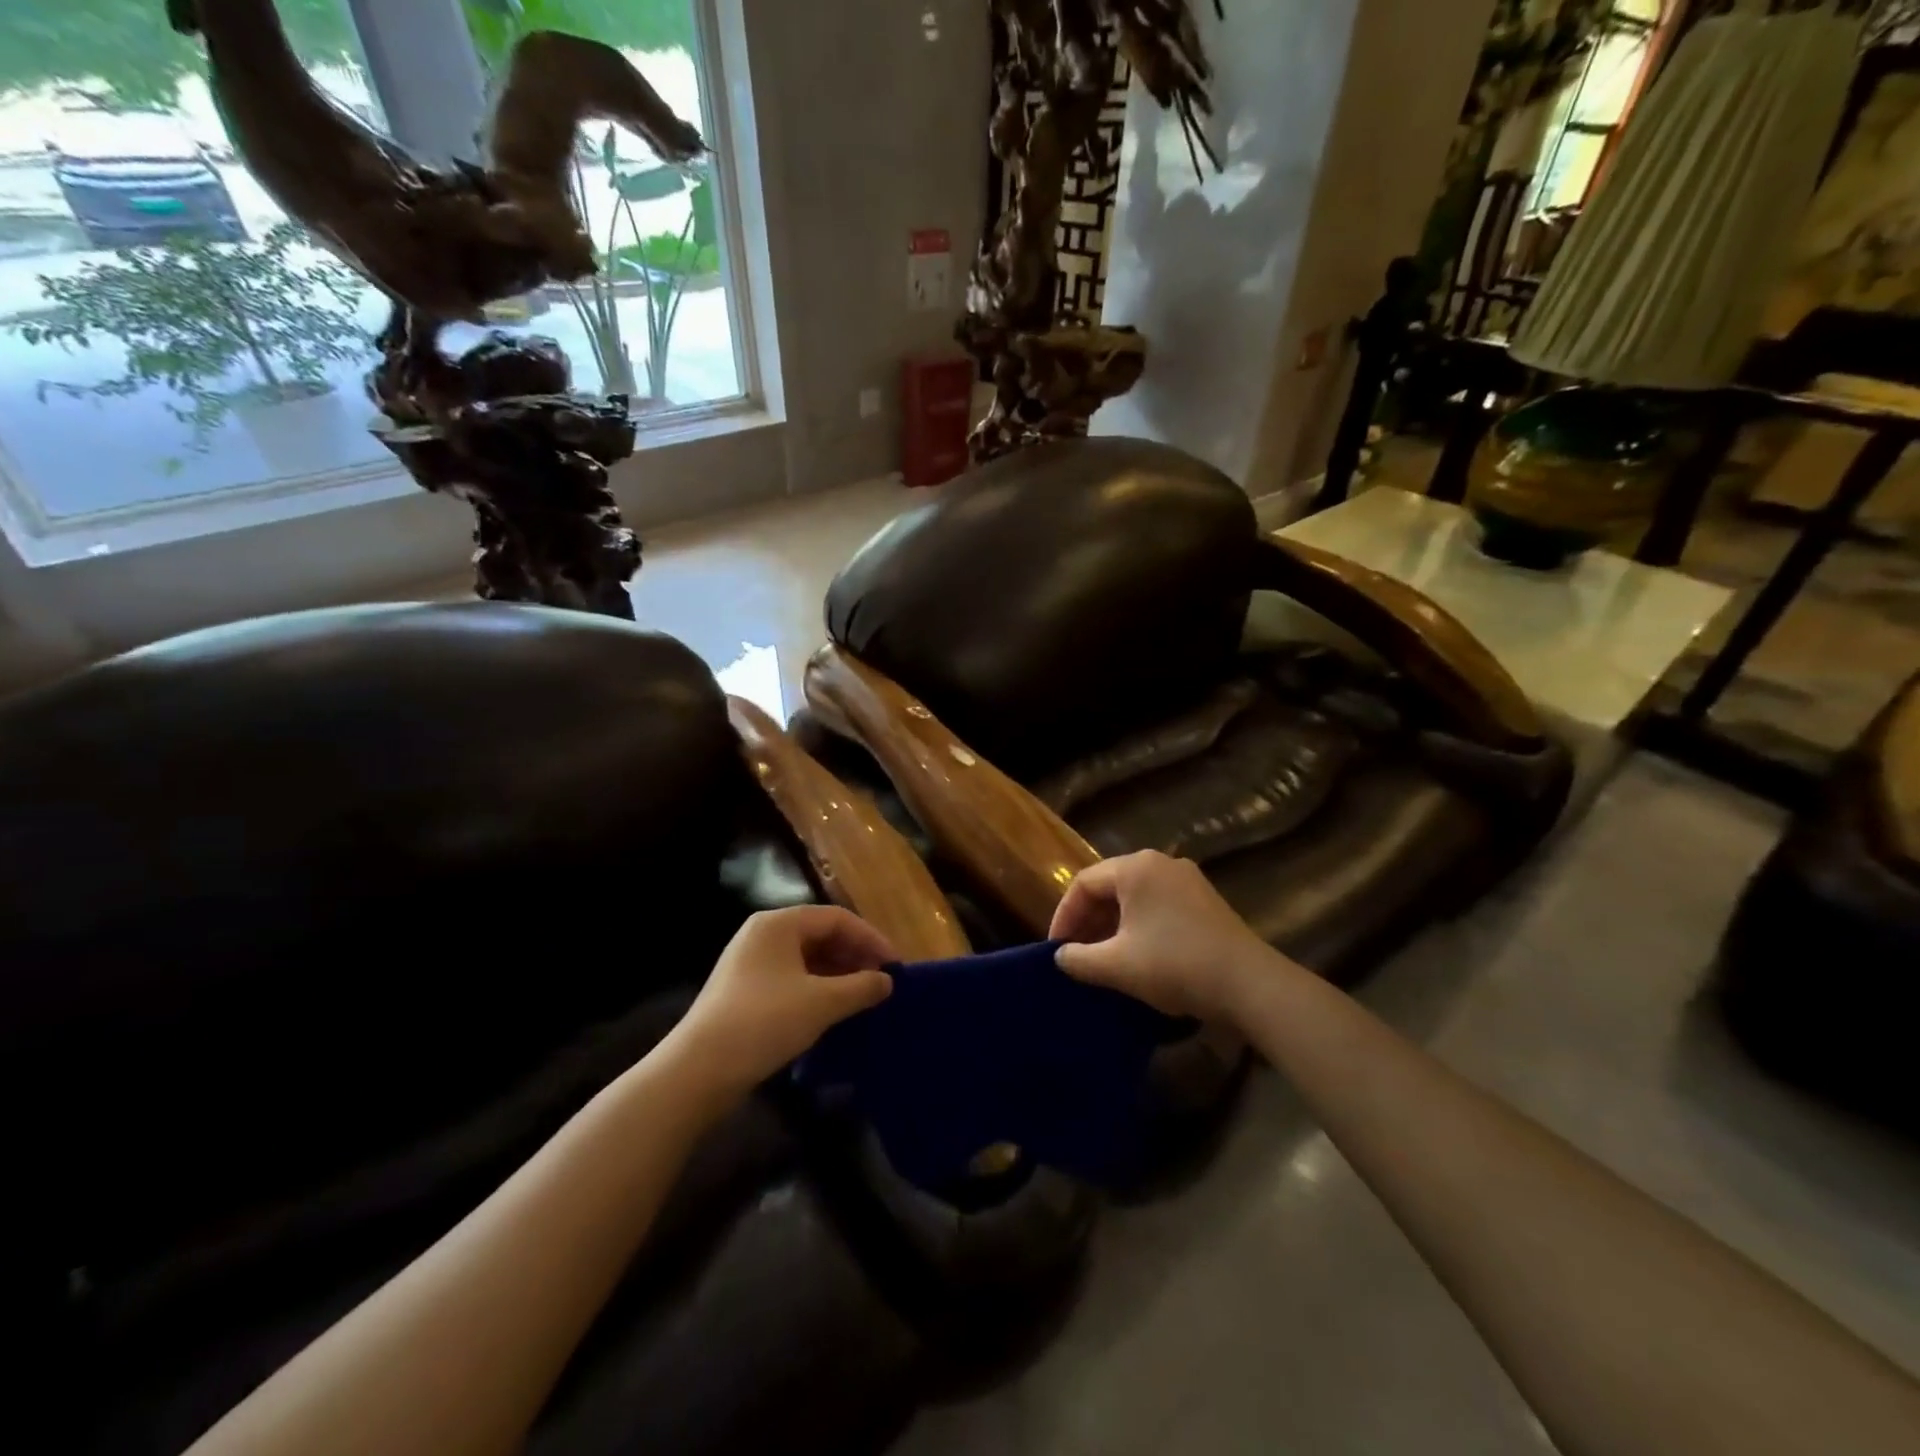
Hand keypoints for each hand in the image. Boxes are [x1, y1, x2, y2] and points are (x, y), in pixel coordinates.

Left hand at [672, 906, 894, 1097]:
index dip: (871, 939)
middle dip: (855, 957)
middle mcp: (763, 935)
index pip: (837, 918)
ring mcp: (750, 963)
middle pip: (821, 935)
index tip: (895, 966)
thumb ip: (861, 987)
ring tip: (863, 999)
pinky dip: (817, 990)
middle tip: (882, 983)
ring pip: (806, 959)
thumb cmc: (764, 1022)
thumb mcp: (821, 1003)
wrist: (698, 1070)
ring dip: (838, 976)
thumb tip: (887, 981)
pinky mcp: (744, 991)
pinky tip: (833, 1012)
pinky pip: (792, 979)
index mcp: (779, 924)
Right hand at [1050, 851, 1279, 1021]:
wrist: (1249, 985)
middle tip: (1076, 953)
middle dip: (1088, 921)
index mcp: (1135, 868)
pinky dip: (1138, 926)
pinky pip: (1158, 905)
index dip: (1064, 916)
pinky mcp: (1205, 901)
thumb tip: (1061, 957)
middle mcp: (1160, 863)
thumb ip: (1079, 959)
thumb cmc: (1174, 965)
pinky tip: (1137, 955)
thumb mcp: (1117, 966)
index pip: (1084, 883)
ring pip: (1135, 897)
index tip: (1056, 949)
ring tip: (1102, 957)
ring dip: (1112, 925)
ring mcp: (1187, 880)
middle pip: (1109, 886)